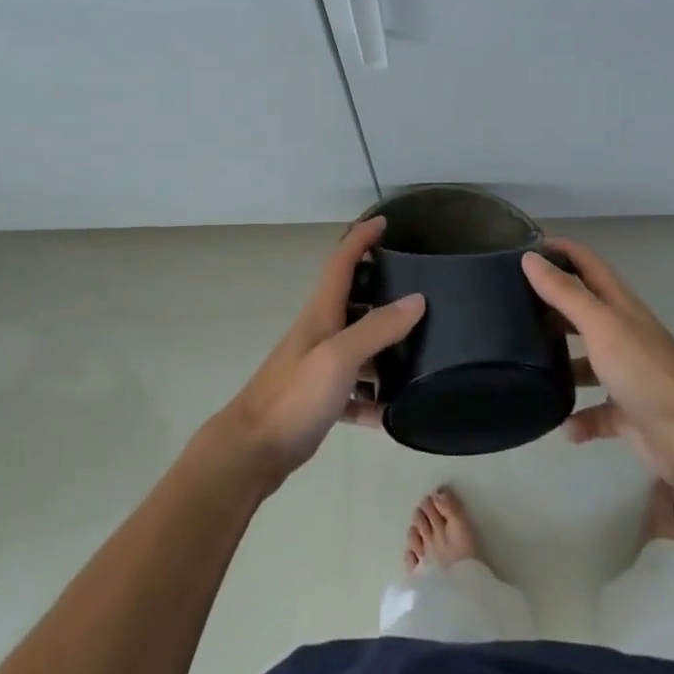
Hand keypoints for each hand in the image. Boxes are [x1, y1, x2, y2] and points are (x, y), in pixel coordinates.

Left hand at [208, 216, 424, 490]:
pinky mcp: (320, 400)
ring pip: (359, 347)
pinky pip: (355, 391)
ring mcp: (319, 367)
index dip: (361, 238)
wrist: (251, 451)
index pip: (342, 261)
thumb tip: (417, 299)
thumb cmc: (294, 396)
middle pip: (354, 300)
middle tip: (420, 290)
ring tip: (422, 350)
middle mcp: (321, 333)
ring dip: (385, 347)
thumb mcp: (339, 357)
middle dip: (382, 290)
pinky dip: (373, 397)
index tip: (384, 222)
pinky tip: (393, 412)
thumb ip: (377, 328)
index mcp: (321, 313)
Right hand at [523, 240, 673, 484]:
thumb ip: (565, 293)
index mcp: (619, 306)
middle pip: (583, 310)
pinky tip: (564, 427)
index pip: (588, 264)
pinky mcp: (627, 413)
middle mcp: (623, 334)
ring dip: (562, 364)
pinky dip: (579, 418)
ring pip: (587, 362)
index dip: (561, 250)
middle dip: (552, 305)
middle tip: (512, 305)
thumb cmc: (644, 369)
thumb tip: (529, 258)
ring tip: (526, 366)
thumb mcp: (600, 324)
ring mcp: (626, 374)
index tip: (525, 247)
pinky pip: (596, 412)